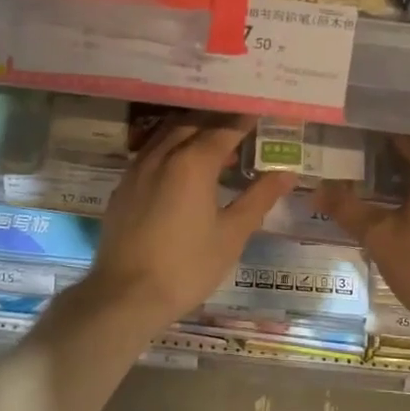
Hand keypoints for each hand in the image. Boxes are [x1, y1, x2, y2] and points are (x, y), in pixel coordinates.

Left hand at [84, 114, 293, 331]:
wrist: (126, 296)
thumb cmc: (187, 267)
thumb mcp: (232, 234)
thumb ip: (259, 198)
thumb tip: (287, 174)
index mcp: (193, 162)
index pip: (225, 128)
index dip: (246, 120)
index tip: (262, 114)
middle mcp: (163, 155)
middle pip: (194, 123)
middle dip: (219, 120)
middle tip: (242, 126)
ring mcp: (137, 169)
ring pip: (167, 134)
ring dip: (193, 131)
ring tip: (215, 146)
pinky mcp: (123, 186)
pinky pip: (151, 152)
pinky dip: (171, 148)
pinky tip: (181, 169)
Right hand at [316, 136, 409, 336]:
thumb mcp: (380, 239)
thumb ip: (348, 209)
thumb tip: (316, 190)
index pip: (401, 129)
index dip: (370, 128)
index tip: (344, 129)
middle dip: (387, 145)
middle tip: (352, 149)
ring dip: (405, 165)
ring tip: (369, 172)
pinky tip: (398, 198)